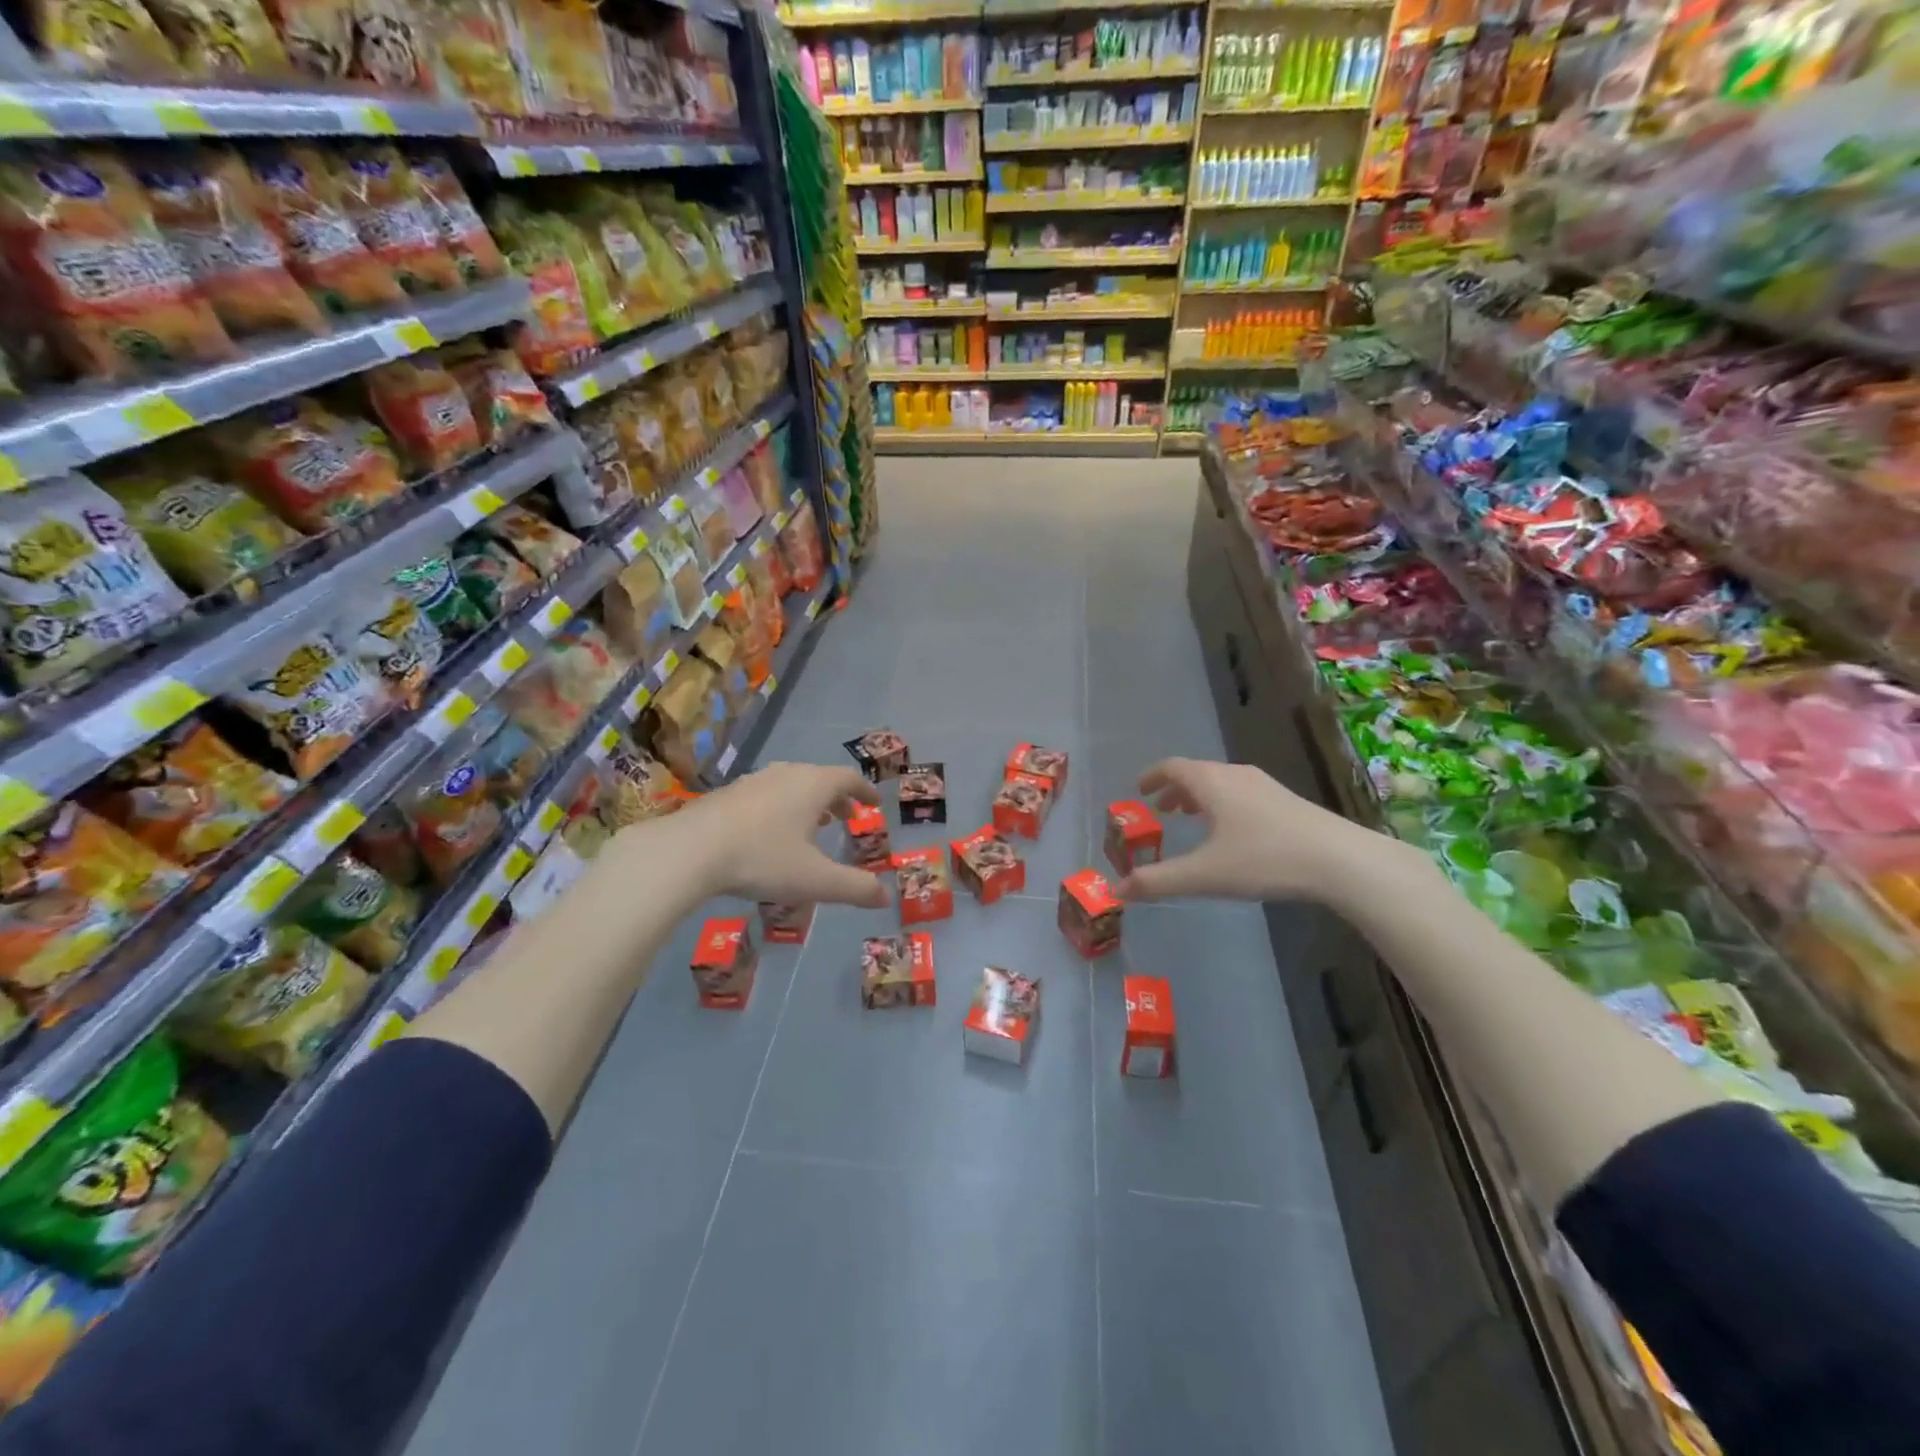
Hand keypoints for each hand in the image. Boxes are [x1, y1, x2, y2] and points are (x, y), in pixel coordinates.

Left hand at [664, 761, 887, 908]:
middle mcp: (786, 774)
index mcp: (812, 786)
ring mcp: (753, 781)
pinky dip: (780, 806)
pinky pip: (766, 793)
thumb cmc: (761, 859)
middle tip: (845, 818)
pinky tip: (769, 832)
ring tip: (810, 825)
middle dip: (837, 798)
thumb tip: (885, 897)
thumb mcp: (814, 880)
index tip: (874, 803)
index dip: (864, 791)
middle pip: (819, 778)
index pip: (848, 779)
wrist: (688, 850)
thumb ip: (853, 888)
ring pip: (790, 784)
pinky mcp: (726, 794)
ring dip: (807, 802)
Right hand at [1119, 757, 1388, 905]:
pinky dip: (1223, 804)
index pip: (1172, 767)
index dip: (1152, 776)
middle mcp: (1235, 775)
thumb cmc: (1264, 859)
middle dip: (1174, 790)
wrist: (1340, 860)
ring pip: (1221, 783)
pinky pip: (1241, 793)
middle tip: (1160, 810)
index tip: (1138, 790)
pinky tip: (1232, 832)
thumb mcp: (1204, 875)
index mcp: (1211, 783)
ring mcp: (1264, 786)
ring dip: (1200, 797)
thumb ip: (1158, 881)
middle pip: (1197, 773)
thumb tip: (1117, 890)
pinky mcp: (1286, 801)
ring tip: (1191, 819)